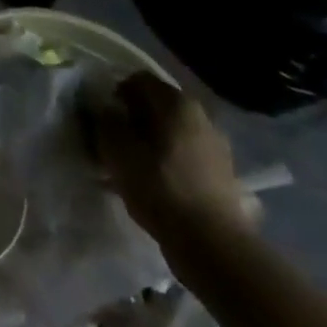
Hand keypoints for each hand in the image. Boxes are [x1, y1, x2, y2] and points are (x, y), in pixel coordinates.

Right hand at [91, 73, 252, 252]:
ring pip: (172, 132)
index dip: (115, 93)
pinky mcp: (223, 175)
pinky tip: (156, 184)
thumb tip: (105, 109)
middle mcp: (201, 116)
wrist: (214, 246)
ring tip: (133, 166)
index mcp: (177, 102)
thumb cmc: (161, 188)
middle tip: (115, 142)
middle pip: (158, 106)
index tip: (103, 117)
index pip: (138, 80)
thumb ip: (106, 122)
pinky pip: (186, 156)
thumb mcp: (118, 152)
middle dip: (134, 119)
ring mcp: (217, 146)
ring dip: (152, 142)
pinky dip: (169, 162)